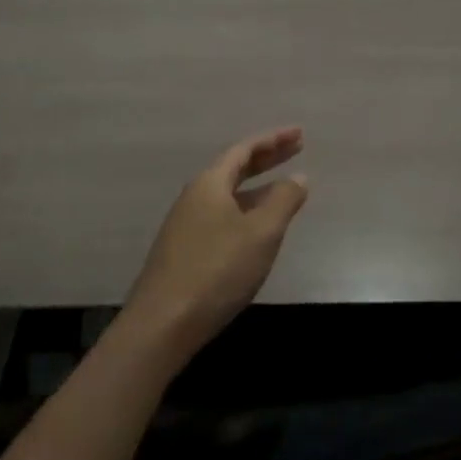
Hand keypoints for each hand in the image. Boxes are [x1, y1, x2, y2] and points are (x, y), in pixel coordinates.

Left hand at [119, 127, 308, 367]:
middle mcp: (195, 197)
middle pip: (235, 167)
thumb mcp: (261, 233)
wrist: (161, 326)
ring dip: (257, 187)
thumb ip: (283, 201)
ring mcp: (186, 225)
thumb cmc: (216, 271)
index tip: (300, 133)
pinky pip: (222, 215)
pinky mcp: (184, 251)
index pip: (245, 149)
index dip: (274, 139)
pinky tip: (256, 229)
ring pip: (228, 194)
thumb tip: (298, 177)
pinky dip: (246, 210)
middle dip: (268, 158)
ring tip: (284, 188)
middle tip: (297, 148)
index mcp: (210, 183)